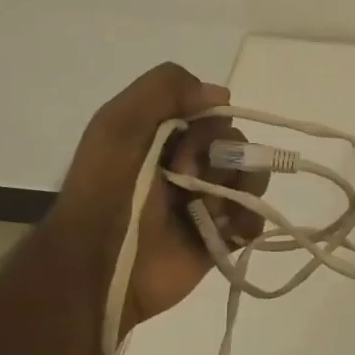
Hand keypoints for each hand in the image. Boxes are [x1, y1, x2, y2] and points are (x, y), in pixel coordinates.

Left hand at [51, 63, 265, 330]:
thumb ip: (164, 89)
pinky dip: (246, 220)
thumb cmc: (106, 191)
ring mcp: (207, 202)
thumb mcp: (119, 123)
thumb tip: (222, 94)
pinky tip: (224, 230)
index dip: (209, 127)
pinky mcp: (221, 237)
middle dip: (221, 160)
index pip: (214, 115)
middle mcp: (190, 165)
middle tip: (186, 183)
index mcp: (165, 137)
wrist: (99, 265)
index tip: (184, 147)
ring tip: (208, 213)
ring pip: (252, 178)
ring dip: (235, 190)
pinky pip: (255, 217)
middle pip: (238, 144)